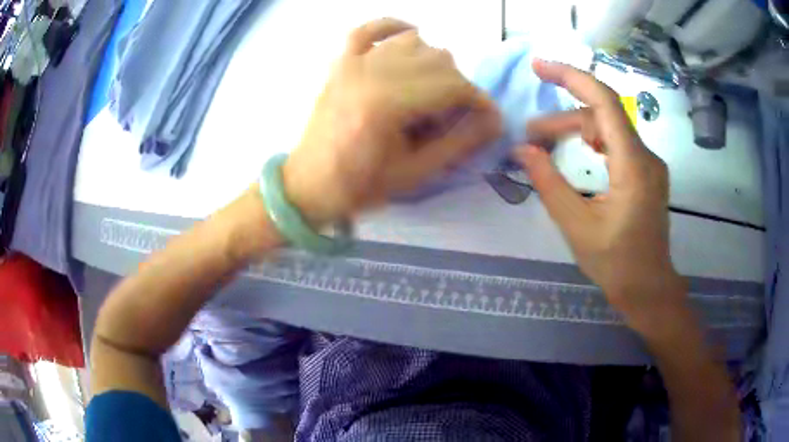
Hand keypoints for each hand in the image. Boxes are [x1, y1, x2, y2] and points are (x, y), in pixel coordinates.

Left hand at [282, 18, 500, 225]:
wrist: (308, 184)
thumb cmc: (360, 185)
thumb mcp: (415, 174)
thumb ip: (459, 144)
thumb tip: (494, 122)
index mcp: (387, 105)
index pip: (452, 86)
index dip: (479, 100)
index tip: (490, 118)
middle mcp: (370, 74)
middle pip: (437, 60)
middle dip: (459, 86)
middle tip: (456, 115)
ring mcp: (352, 64)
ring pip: (412, 42)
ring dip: (434, 62)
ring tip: (433, 90)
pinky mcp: (340, 63)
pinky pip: (367, 29)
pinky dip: (393, 26)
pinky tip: (411, 34)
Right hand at [516, 60, 688, 338]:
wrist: (648, 288)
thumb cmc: (615, 263)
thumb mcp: (576, 226)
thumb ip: (548, 183)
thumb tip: (522, 150)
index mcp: (633, 166)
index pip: (604, 102)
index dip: (571, 77)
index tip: (538, 67)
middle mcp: (646, 156)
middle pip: (602, 115)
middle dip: (562, 117)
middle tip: (530, 136)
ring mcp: (649, 163)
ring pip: (609, 128)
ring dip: (576, 129)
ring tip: (545, 144)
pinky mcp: (646, 172)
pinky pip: (618, 142)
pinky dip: (593, 139)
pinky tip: (581, 149)